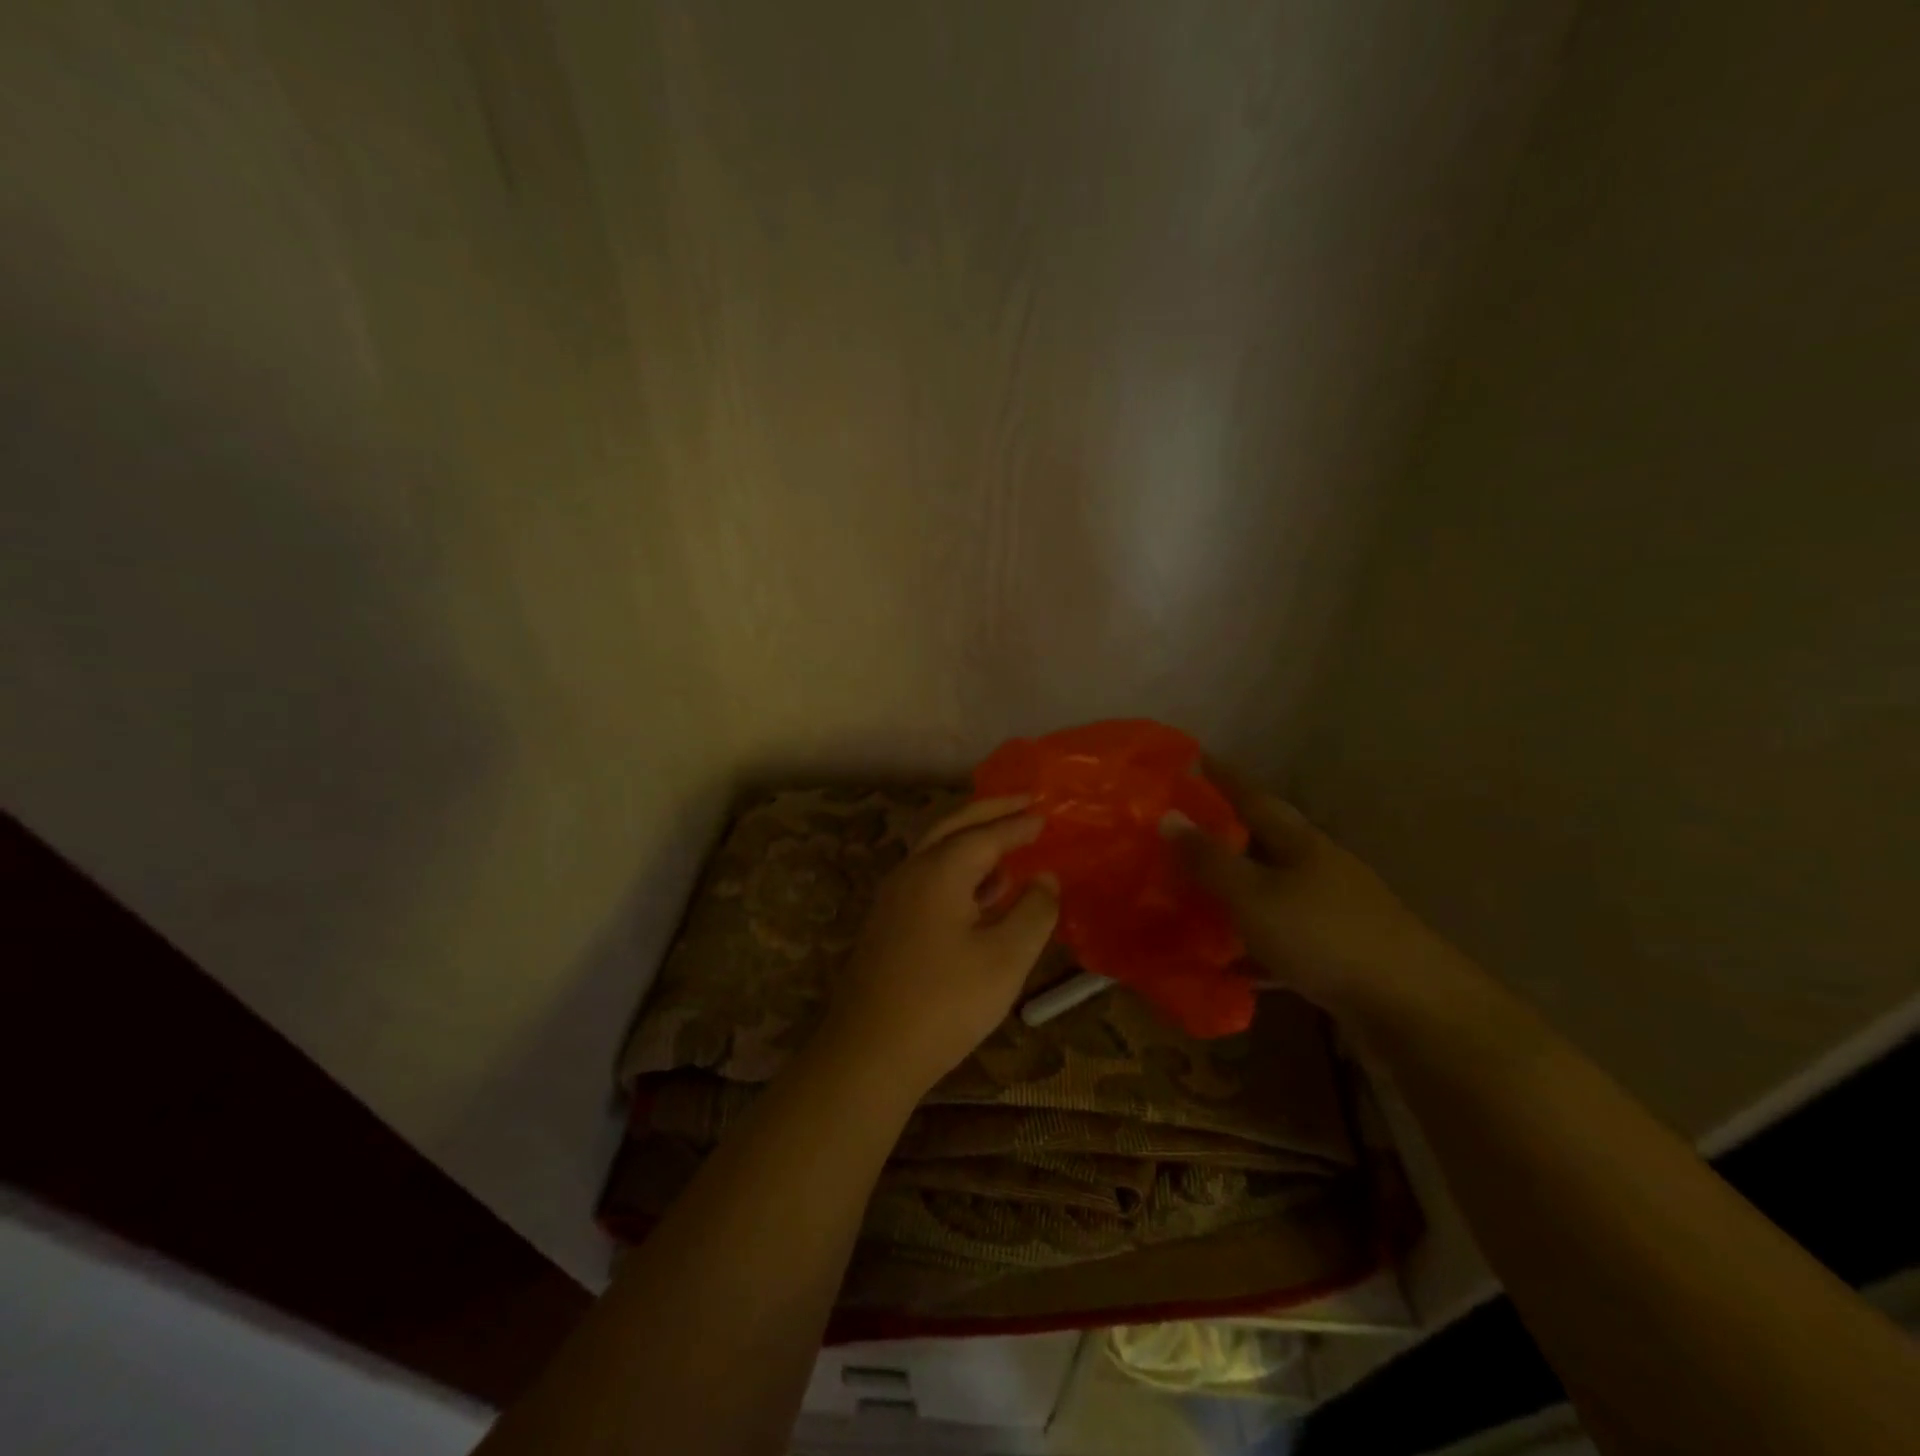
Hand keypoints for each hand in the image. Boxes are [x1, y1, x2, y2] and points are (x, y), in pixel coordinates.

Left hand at [820, 797, 1059, 1099]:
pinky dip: (958, 870)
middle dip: (990, 812)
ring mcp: (894, 897)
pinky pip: (929, 878)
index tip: (1046, 816)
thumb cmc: (945, 1002)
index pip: (986, 834)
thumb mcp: (1006, 958)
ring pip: (936, 851)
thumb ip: (1034, 911)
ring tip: (1008, 846)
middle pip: (953, 827)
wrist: (870, 1052)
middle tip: (1024, 803)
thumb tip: (1046, 878)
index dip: (1018, 825)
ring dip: (972, 840)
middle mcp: (912, 872)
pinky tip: (981, 894)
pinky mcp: (888, 923)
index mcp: (940, 870)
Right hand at [1169, 763, 1470, 1017]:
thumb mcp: (1254, 895)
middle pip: (1263, 844)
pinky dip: (1248, 947)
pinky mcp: (1335, 955)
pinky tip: (1222, 963)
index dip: (1222, 777)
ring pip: (1269, 893)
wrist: (1411, 1010)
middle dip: (1223, 836)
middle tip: (1175, 832)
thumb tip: (1167, 816)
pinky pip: (1278, 941)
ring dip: (1232, 893)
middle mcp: (1317, 869)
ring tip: (1187, 895)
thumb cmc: (1323, 936)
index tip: (1193, 758)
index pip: (1253, 798)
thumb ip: (1209, 859)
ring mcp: (1330, 913)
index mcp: (1300, 844)